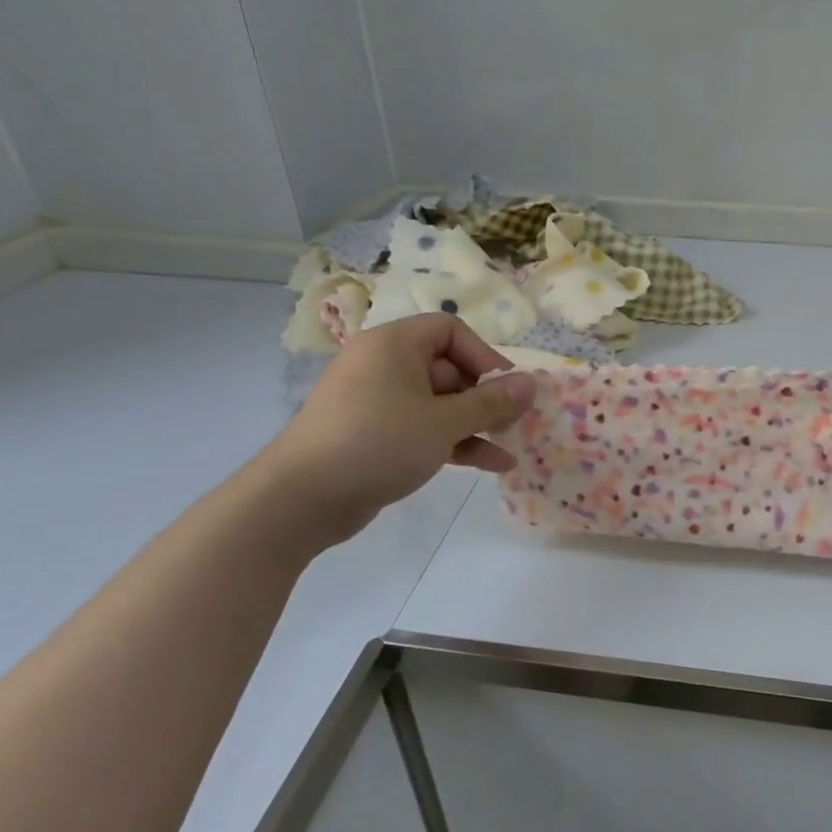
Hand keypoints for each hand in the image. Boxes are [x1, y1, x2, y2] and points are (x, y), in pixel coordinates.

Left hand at [255, 314, 537, 546]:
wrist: (299, 501)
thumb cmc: (377, 443)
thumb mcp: (444, 422)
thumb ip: (492, 402)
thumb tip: (533, 383)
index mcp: (394, 345)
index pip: (451, 330)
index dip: (485, 356)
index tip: (507, 389)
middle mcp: (384, 365)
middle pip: (449, 369)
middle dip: (485, 398)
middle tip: (513, 423)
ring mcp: (377, 402)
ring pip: (439, 404)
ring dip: (476, 424)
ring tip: (511, 447)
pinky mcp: (375, 436)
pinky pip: (423, 428)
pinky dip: (454, 441)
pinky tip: (490, 465)